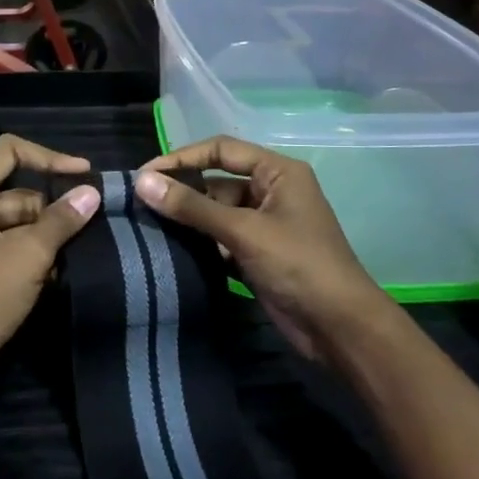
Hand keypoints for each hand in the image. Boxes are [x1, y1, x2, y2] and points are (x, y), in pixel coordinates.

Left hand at [0, 136, 100, 380]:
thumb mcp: (29, 253)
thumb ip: (61, 220)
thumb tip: (90, 193)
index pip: (7, 152)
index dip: (47, 156)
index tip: (83, 173)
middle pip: (16, 192)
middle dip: (52, 207)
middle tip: (90, 221)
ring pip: (16, 224)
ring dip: (46, 235)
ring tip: (81, 248)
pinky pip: (10, 250)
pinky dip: (34, 256)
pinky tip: (61, 271)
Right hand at [134, 136, 387, 361]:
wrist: (339, 328)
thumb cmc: (298, 265)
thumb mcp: (243, 231)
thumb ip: (192, 206)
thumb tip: (142, 182)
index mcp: (277, 173)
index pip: (221, 150)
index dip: (182, 158)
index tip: (145, 175)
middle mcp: (270, 192)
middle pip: (215, 181)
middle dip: (181, 191)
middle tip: (140, 203)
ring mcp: (264, 225)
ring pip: (215, 212)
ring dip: (187, 219)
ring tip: (147, 226)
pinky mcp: (256, 253)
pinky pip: (219, 238)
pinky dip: (198, 242)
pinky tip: (170, 249)